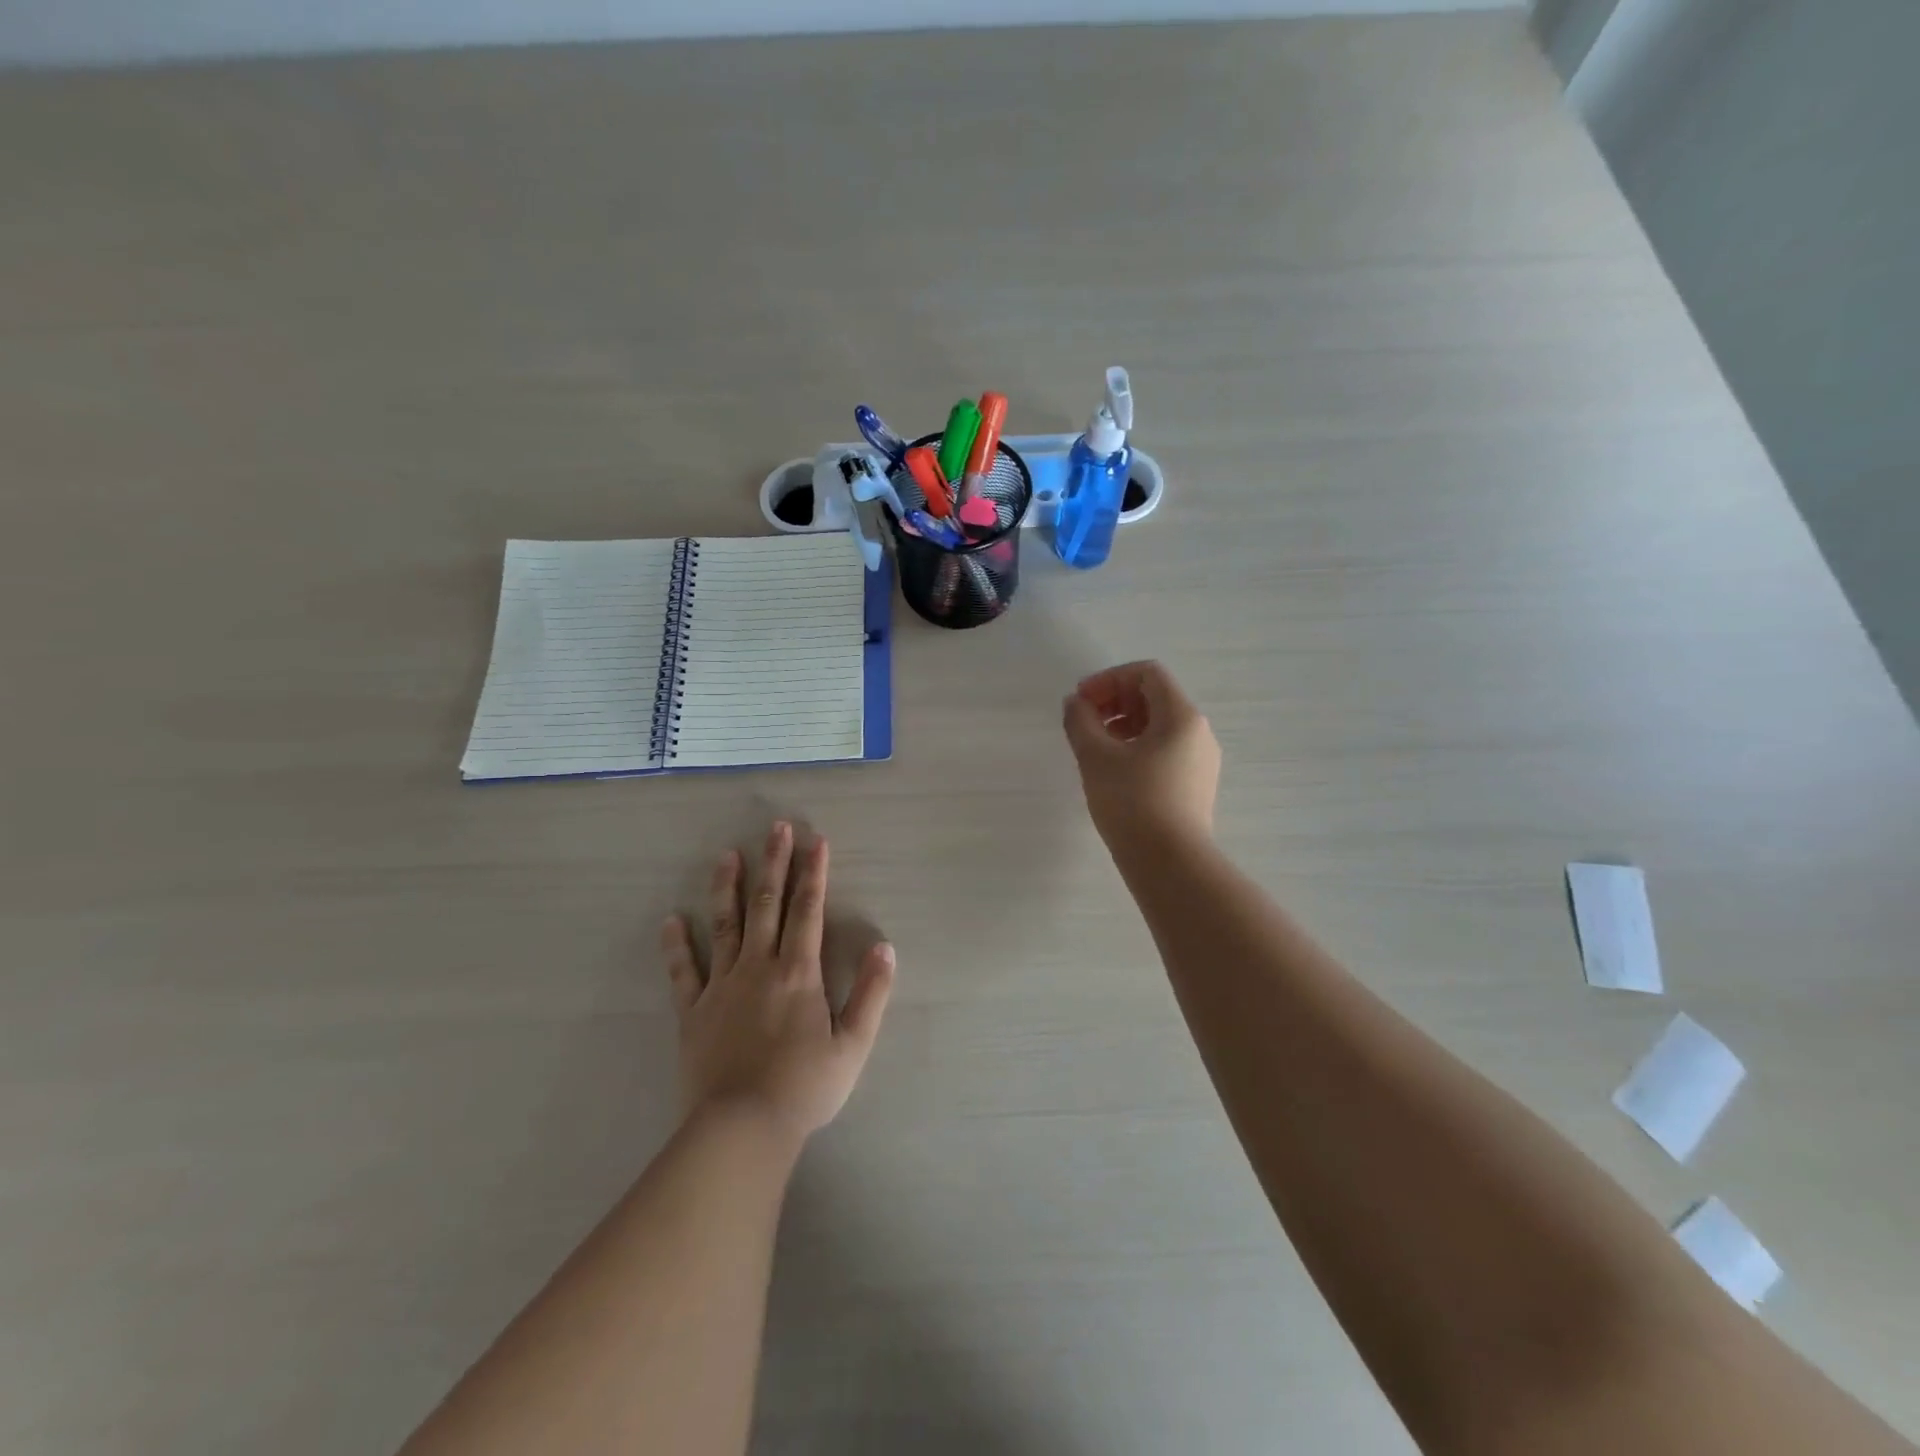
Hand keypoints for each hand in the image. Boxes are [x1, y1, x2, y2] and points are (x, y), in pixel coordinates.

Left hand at [661, 822, 895, 1143]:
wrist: (742, 1128)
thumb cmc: (804, 1088)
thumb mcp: (853, 1045)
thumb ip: (871, 993)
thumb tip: (885, 947)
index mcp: (799, 973)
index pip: (809, 911)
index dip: (814, 874)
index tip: (816, 841)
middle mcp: (760, 967)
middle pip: (768, 906)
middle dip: (774, 864)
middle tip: (776, 828)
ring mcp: (722, 986)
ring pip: (725, 926)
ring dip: (727, 888)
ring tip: (727, 856)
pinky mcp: (694, 1012)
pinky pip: (684, 972)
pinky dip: (677, 945)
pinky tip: (671, 920)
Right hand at [1063, 661, 1221, 848]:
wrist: (1171, 864)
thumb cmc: (1132, 802)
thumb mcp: (1096, 757)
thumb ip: (1080, 721)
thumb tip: (1075, 703)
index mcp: (1181, 716)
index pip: (1147, 673)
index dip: (1109, 679)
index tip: (1082, 700)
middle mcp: (1198, 732)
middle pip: (1156, 696)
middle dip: (1116, 700)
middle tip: (1084, 721)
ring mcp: (1201, 760)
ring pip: (1160, 725)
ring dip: (1124, 724)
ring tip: (1095, 747)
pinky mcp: (1196, 785)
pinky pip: (1166, 749)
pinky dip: (1138, 746)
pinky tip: (1115, 770)